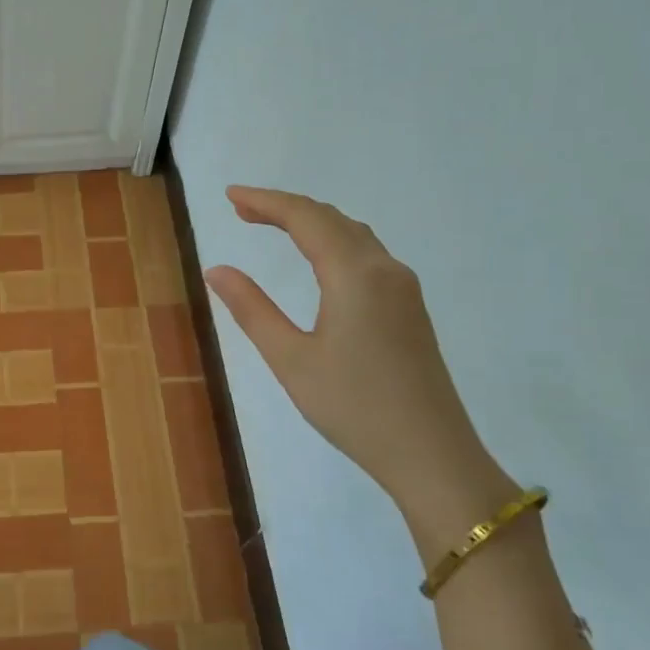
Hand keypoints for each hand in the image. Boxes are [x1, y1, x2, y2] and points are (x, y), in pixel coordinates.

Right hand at [204, 186, 504, 525]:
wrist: (432, 454)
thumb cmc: (354, 407)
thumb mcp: (290, 359)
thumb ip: (252, 309)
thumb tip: (217, 269)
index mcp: (354, 275)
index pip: (305, 218)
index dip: (265, 201)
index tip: (230, 195)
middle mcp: (384, 269)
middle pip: (331, 219)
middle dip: (285, 208)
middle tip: (242, 210)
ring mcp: (403, 288)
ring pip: (353, 234)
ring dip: (311, 222)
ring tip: (271, 226)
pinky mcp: (409, 308)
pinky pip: (367, 254)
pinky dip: (333, 241)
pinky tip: (318, 260)